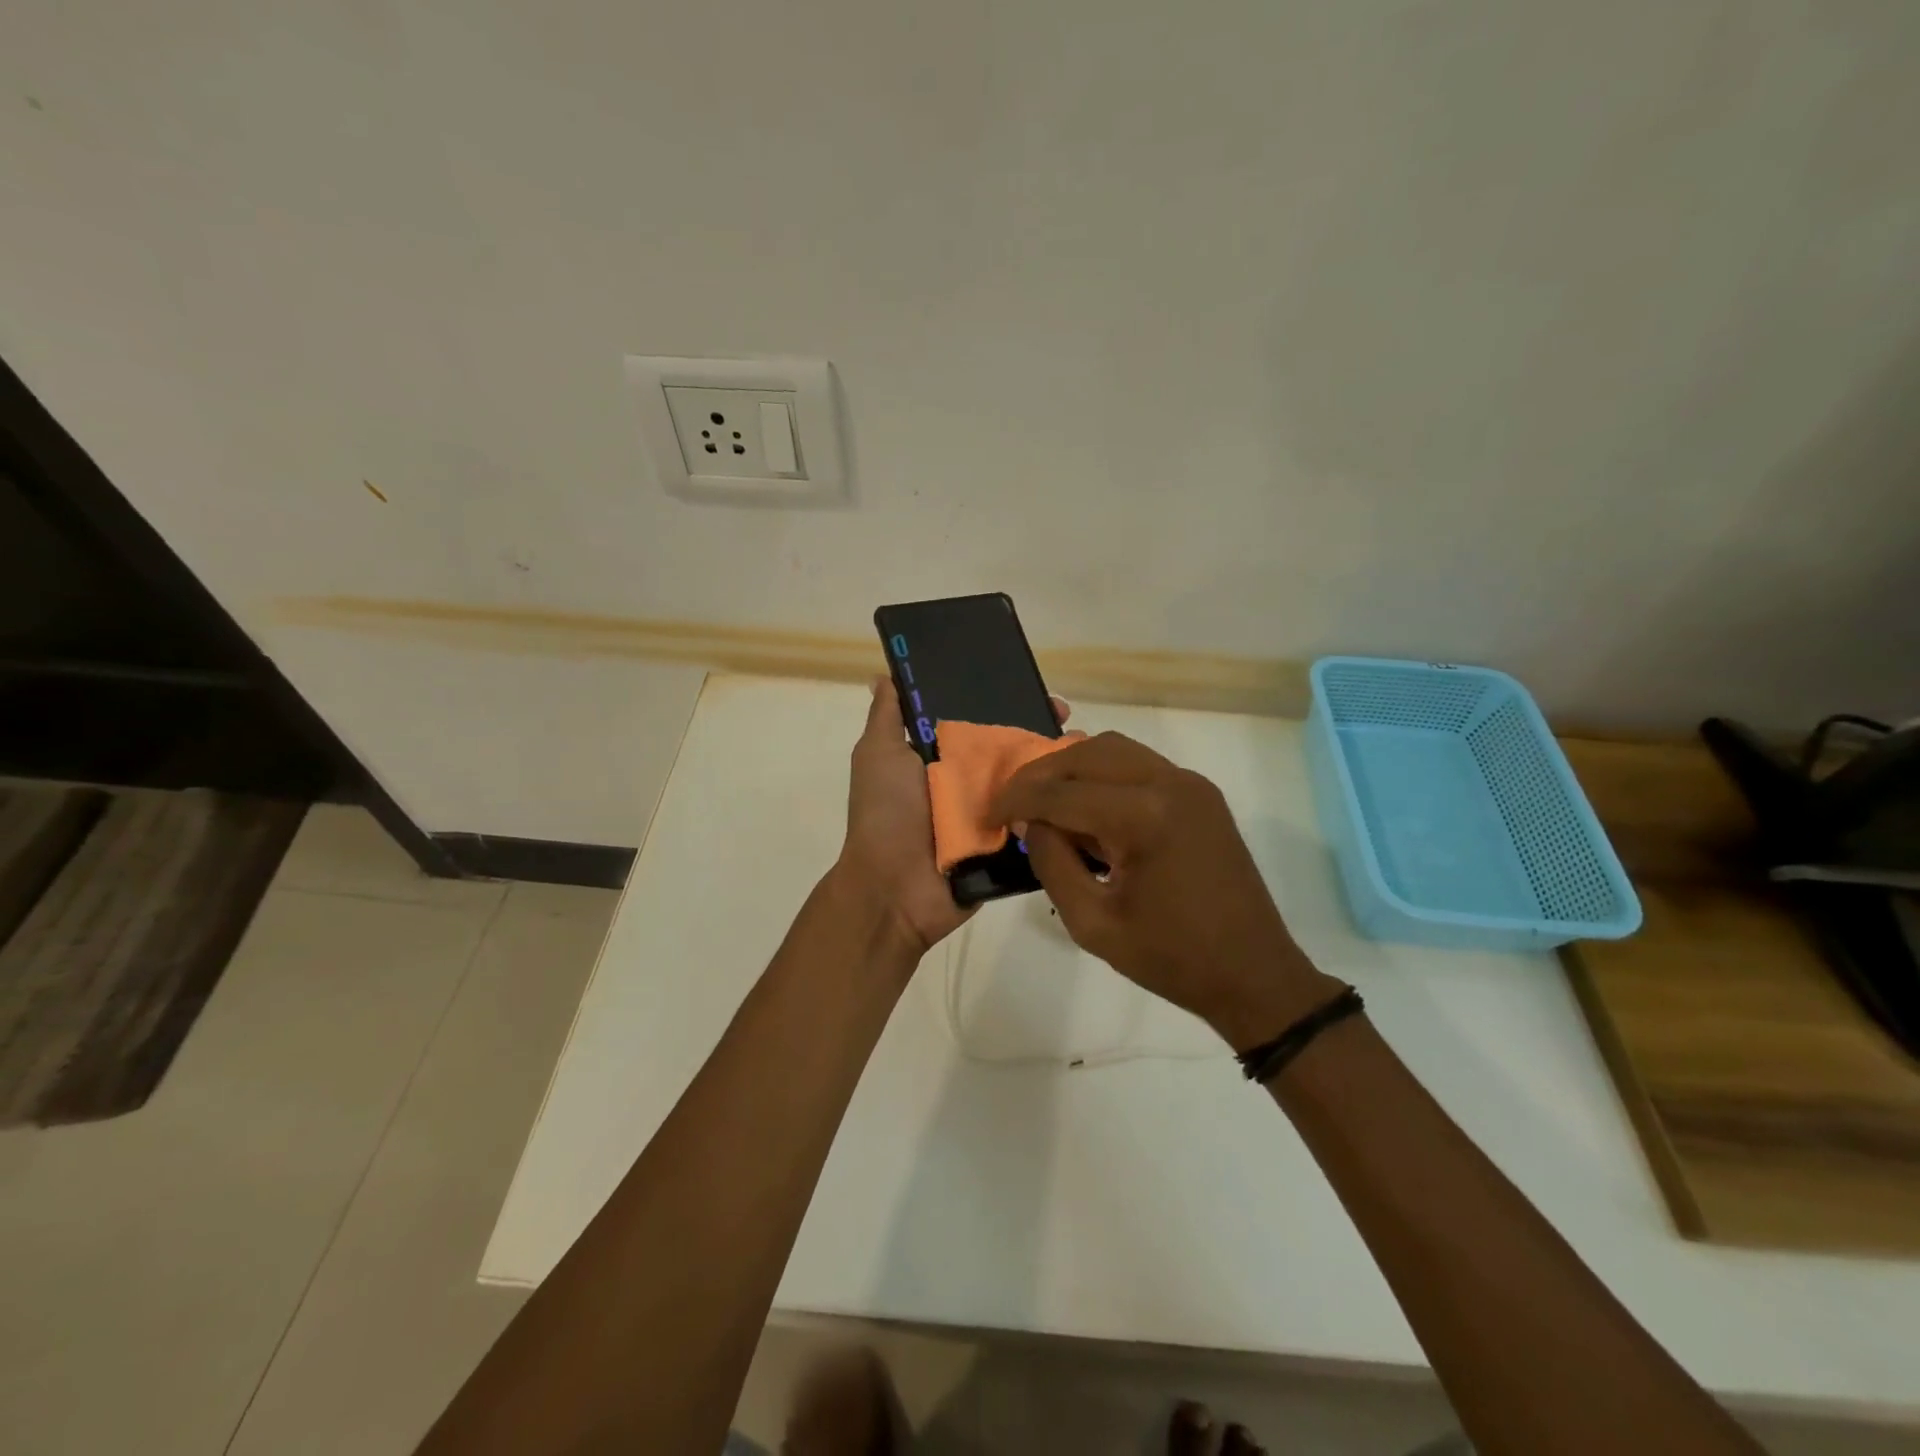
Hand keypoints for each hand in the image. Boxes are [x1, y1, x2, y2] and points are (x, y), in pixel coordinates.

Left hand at [837, 677, 1071, 956]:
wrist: (894, 890)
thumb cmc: (885, 814)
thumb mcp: (878, 755)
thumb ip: (888, 717)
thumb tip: (884, 676)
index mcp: (941, 758)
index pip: (978, 720)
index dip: (1002, 700)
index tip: (1029, 684)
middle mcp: (969, 782)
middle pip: (1010, 747)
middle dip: (1039, 728)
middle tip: (1067, 717)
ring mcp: (992, 814)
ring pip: (1031, 781)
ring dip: (1058, 762)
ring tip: (1086, 744)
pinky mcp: (1009, 845)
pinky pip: (1039, 819)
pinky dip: (1061, 805)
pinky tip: (1087, 784)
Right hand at [990, 732, 1338, 1049]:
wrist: (1254, 974)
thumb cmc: (1171, 959)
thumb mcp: (1091, 923)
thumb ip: (1051, 863)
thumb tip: (1031, 823)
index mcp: (1144, 817)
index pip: (1061, 792)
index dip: (1017, 800)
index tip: (989, 814)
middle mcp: (1169, 783)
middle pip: (1087, 753)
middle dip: (1042, 774)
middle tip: (1013, 803)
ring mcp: (1190, 783)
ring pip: (1114, 749)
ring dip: (1072, 767)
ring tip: (1044, 801)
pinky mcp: (1200, 793)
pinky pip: (1139, 765)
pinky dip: (1103, 775)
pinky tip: (1086, 806)